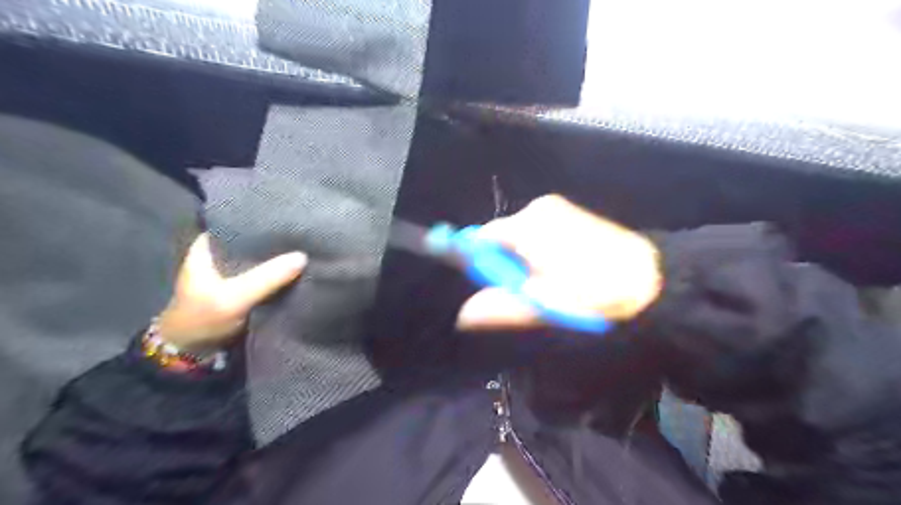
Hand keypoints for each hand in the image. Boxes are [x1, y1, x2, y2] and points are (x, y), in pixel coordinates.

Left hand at [156, 232, 307, 348]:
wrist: (193, 354)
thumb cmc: (203, 319)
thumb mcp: (234, 298)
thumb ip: (266, 278)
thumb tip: (303, 256)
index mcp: (209, 245)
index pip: (239, 221)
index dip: (264, 219)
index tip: (292, 216)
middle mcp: (222, 252)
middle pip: (255, 239)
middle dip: (277, 238)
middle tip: (306, 231)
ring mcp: (235, 270)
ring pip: (263, 256)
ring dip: (281, 256)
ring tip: (309, 245)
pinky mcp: (246, 285)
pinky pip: (268, 272)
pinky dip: (281, 271)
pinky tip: (301, 266)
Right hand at [459, 195, 659, 331]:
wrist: (652, 280)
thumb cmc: (594, 293)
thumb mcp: (546, 305)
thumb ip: (502, 307)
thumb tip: (465, 314)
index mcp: (528, 225)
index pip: (481, 239)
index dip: (482, 265)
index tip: (499, 288)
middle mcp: (539, 208)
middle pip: (502, 238)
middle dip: (508, 265)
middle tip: (531, 291)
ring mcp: (557, 209)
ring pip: (521, 238)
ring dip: (526, 261)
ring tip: (553, 283)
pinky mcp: (571, 214)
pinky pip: (539, 234)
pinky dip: (541, 253)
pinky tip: (565, 270)